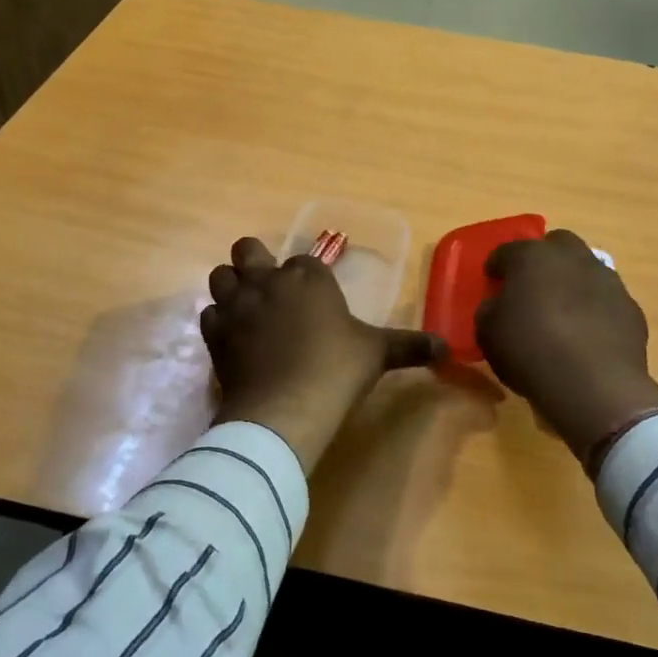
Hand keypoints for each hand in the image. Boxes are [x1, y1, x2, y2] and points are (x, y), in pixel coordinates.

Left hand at [200, 237, 445, 471]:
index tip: (316, 300)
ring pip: (221, 275)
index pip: (303, 261)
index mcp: (308, 276)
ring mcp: (237, 304)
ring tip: (246, 309)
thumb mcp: (377, 354)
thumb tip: (449, 348)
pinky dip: (218, 320)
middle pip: (248, 249)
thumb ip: (410, 345)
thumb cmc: (336, 370)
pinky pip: (208, 313)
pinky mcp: (215, 332)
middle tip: (270, 289)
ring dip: (231, 286)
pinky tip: (232, 338)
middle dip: (256, 261)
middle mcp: (268, 280)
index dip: (307, 277)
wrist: (285, 407)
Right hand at [475, 229, 657, 465]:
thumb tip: (498, 305)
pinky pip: (606, 300)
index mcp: (531, 257)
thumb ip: (490, 310)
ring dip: (573, 282)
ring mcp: (607, 279)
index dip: (497, 266)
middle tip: (532, 286)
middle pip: (556, 244)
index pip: (507, 251)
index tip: (492, 282)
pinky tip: (588, 335)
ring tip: (563, 312)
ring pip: (586, 269)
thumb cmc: (530, 351)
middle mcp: (572, 257)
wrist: (593, 385)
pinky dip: (596, 309)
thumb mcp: (488, 333)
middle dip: (543, 259)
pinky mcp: (630, 307)